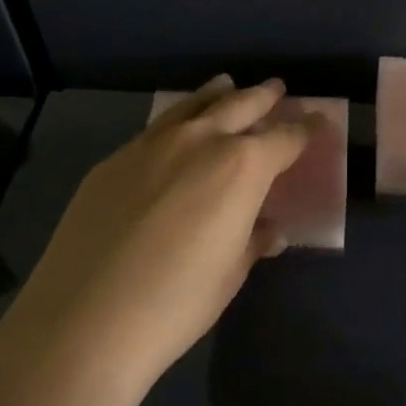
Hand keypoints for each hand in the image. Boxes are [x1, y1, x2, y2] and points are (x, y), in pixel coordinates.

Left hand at [1, 77, 312, 394]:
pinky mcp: (114, 159)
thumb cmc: (176, 304)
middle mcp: (201, 141)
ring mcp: (152, 145)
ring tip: (228, 84)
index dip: (307, 130)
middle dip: (265, 97)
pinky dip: (180, 117)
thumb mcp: (229, 273)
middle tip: (279, 91)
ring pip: (194, 105)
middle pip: (241, 105)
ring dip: (218, 94)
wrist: (83, 321)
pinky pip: (158, 126)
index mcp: (242, 167)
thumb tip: (268, 229)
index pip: (285, 138)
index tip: (321, 122)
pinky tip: (178, 127)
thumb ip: (253, 240)